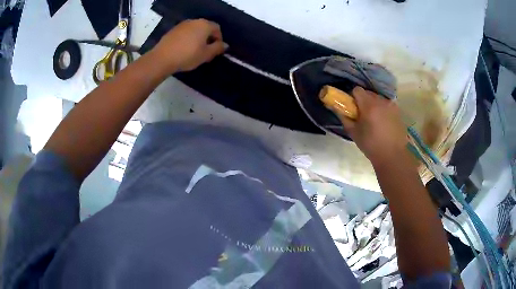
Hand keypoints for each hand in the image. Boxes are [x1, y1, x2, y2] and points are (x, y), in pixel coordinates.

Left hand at [152, 19, 226, 72]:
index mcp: (205, 25)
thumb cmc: (188, 56)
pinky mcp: (173, 30)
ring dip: (197, 38)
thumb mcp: (206, 54)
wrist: (162, 58)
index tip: (215, 50)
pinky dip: (188, 39)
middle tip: (206, 51)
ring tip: (195, 51)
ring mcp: (182, 25)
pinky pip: (185, 33)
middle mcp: (194, 21)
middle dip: (208, 38)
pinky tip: (184, 49)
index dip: (219, 39)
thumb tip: (225, 45)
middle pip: (206, 28)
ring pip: (195, 30)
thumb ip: (218, 48)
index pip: (217, 29)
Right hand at [336, 87, 408, 165]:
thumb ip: (344, 117)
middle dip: (363, 101)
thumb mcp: (353, 132)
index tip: (353, 107)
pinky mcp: (397, 110)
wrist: (392, 155)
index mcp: (369, 105)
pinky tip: (383, 122)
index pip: (357, 90)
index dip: (353, 97)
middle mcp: (381, 101)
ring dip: (373, 104)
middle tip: (362, 115)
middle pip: (368, 93)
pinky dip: (382, 109)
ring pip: (377, 98)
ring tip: (374, 120)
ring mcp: (391, 104)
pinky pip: (386, 104)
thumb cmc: (371, 145)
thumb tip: (336, 107)